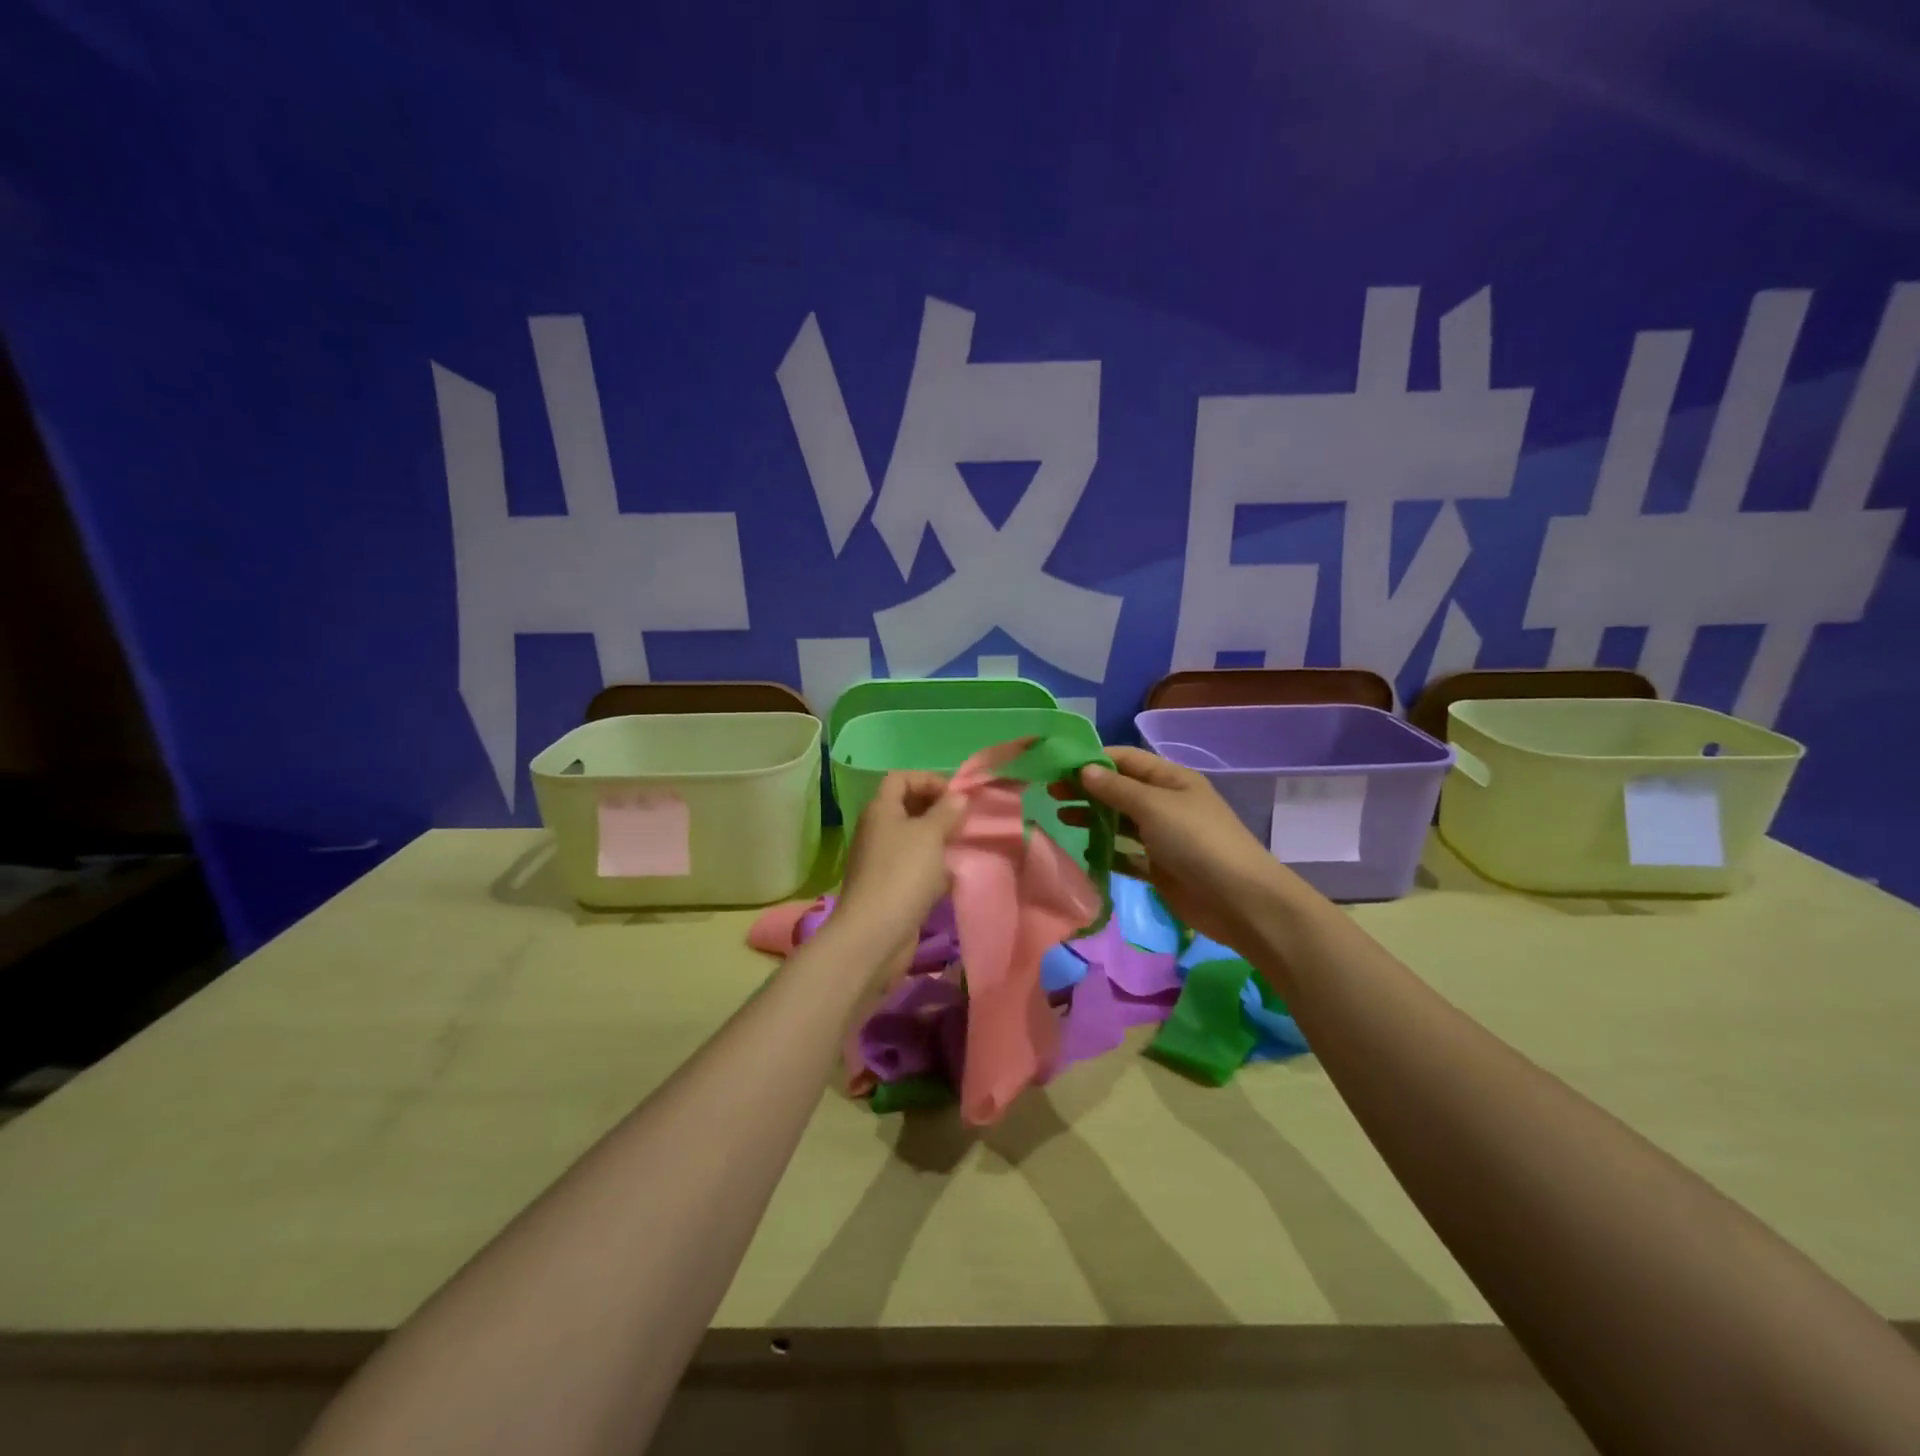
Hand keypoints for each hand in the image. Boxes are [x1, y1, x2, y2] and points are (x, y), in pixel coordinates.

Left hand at [838, 771, 966, 949]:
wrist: (875, 934)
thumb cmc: (903, 874)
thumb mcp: (930, 835)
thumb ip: (947, 811)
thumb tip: (958, 796)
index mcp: (881, 809)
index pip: (901, 778)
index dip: (929, 780)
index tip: (956, 796)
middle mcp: (878, 830)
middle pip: (908, 806)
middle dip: (937, 810)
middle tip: (964, 821)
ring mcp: (882, 860)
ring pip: (914, 839)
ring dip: (938, 840)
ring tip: (963, 845)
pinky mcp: (890, 887)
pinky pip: (915, 866)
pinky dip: (933, 867)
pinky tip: (952, 876)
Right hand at [1054, 746, 1310, 953]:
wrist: (1239, 900)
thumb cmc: (1197, 841)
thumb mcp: (1154, 806)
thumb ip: (1116, 789)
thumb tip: (1084, 770)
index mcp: (1171, 779)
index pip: (1126, 759)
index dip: (1092, 759)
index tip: (1057, 764)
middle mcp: (1165, 803)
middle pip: (1119, 789)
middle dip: (1087, 788)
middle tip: (1050, 792)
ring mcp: (1162, 836)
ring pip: (1119, 821)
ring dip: (1092, 817)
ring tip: (1060, 816)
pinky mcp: (1158, 867)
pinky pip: (1125, 853)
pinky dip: (1105, 850)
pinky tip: (1081, 850)